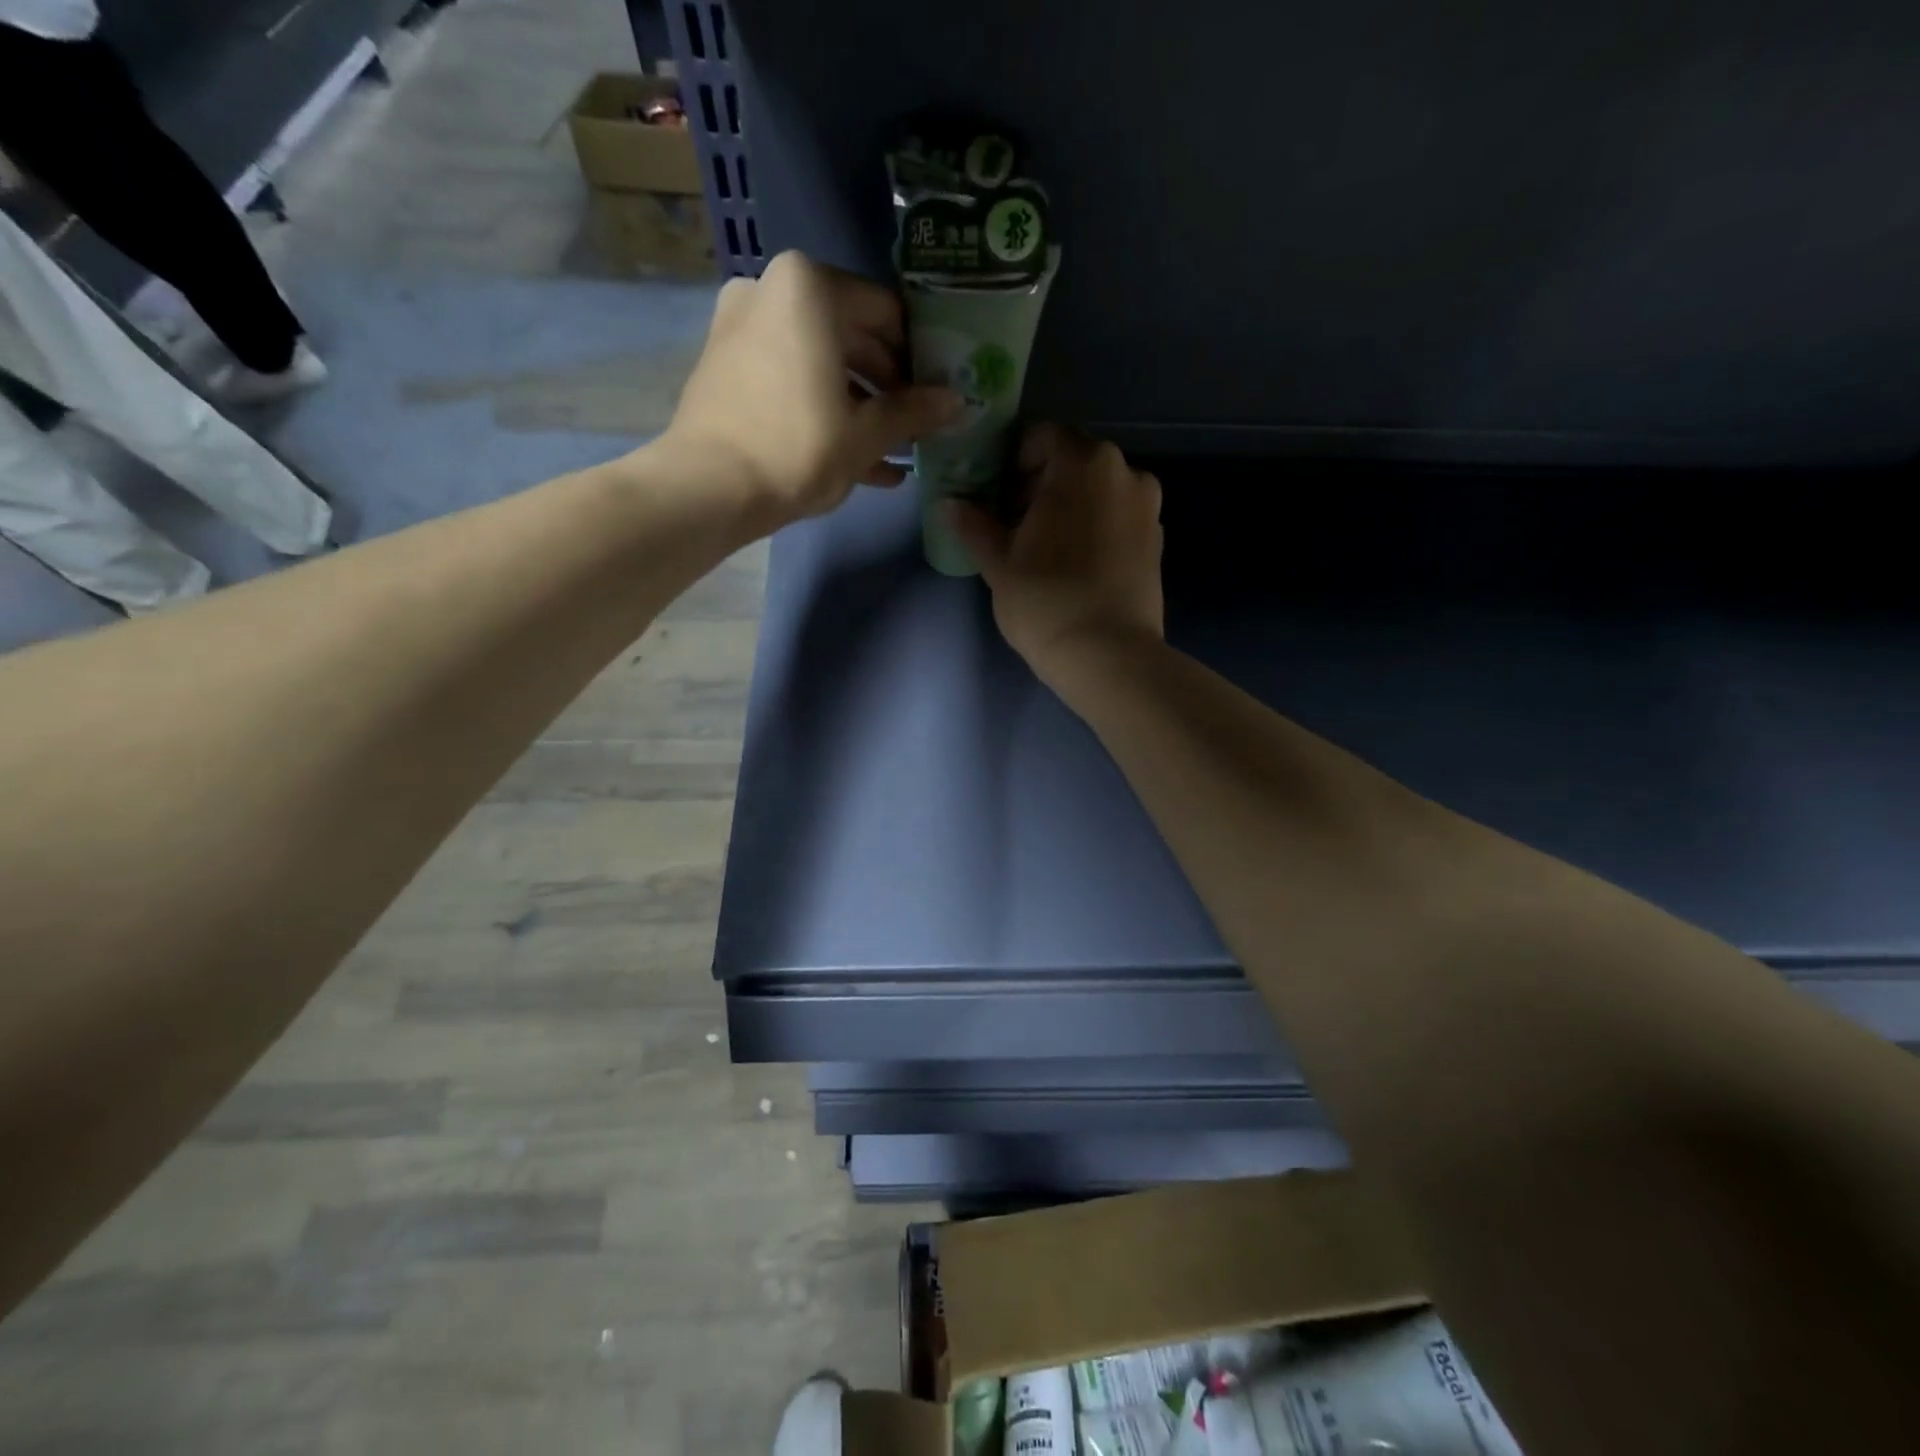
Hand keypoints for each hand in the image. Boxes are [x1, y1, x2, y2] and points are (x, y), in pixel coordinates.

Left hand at [661, 251, 959, 526]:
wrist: (708, 488)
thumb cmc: (797, 448)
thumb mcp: (866, 433)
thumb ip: (914, 412)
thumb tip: (958, 402)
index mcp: (810, 288)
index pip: (887, 313)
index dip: (920, 355)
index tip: (939, 391)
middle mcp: (772, 290)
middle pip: (853, 337)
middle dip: (890, 386)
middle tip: (919, 423)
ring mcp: (743, 327)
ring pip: (821, 363)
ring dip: (861, 406)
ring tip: (896, 452)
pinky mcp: (727, 366)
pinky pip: (791, 379)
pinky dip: (823, 410)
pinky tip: (860, 460)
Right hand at [949, 424, 1164, 685]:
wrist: (1109, 656)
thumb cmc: (1046, 601)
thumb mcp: (999, 563)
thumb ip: (974, 525)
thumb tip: (950, 504)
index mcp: (1083, 463)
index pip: (1041, 436)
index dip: (1012, 461)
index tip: (995, 497)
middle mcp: (1125, 471)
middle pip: (1072, 461)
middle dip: (1040, 484)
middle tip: (1013, 525)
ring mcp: (1147, 506)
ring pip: (1097, 490)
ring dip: (1069, 506)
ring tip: (1043, 548)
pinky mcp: (1157, 540)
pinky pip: (1117, 517)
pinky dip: (1094, 526)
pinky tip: (1075, 564)